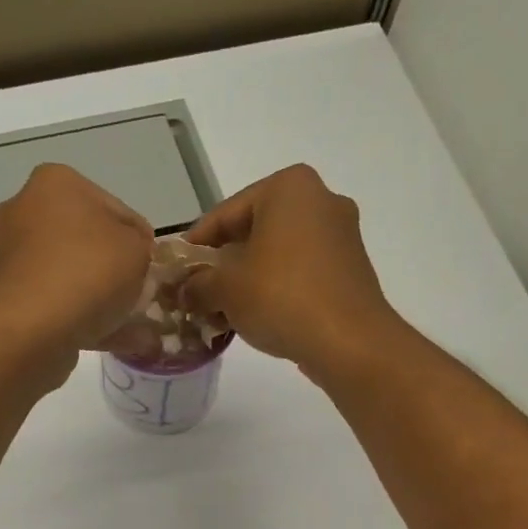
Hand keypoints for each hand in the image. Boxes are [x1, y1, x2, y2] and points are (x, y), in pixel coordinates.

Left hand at [0, 164, 154, 359]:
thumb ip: (141, 247)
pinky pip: (58, 305)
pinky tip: (117, 342)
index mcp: (56, 183)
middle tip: (143, 295)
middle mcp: (27, 212)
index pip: (116, 208)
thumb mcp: (136, 250)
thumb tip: (133, 257)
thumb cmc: (86, 273)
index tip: (154, 266)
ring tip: (135, 327)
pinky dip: (86, 319)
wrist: (28, 329)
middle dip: (117, 269)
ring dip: (103, 298)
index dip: (141, 239)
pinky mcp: (10, 299)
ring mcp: (14, 258)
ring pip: (74, 276)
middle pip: (89, 242)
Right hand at [181, 164, 401, 374]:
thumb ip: (197, 284)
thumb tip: (184, 292)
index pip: (225, 214)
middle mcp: (321, 199)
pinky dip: (276, 288)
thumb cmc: (281, 298)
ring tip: (222, 310)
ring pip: (278, 253)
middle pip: (253, 231)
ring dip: (248, 279)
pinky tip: (257, 317)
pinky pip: (301, 272)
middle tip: (197, 293)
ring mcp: (341, 234)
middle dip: (223, 264)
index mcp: (289, 187)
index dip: (195, 246)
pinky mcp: (350, 268)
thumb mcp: (225, 289)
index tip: (177, 272)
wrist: (349, 341)